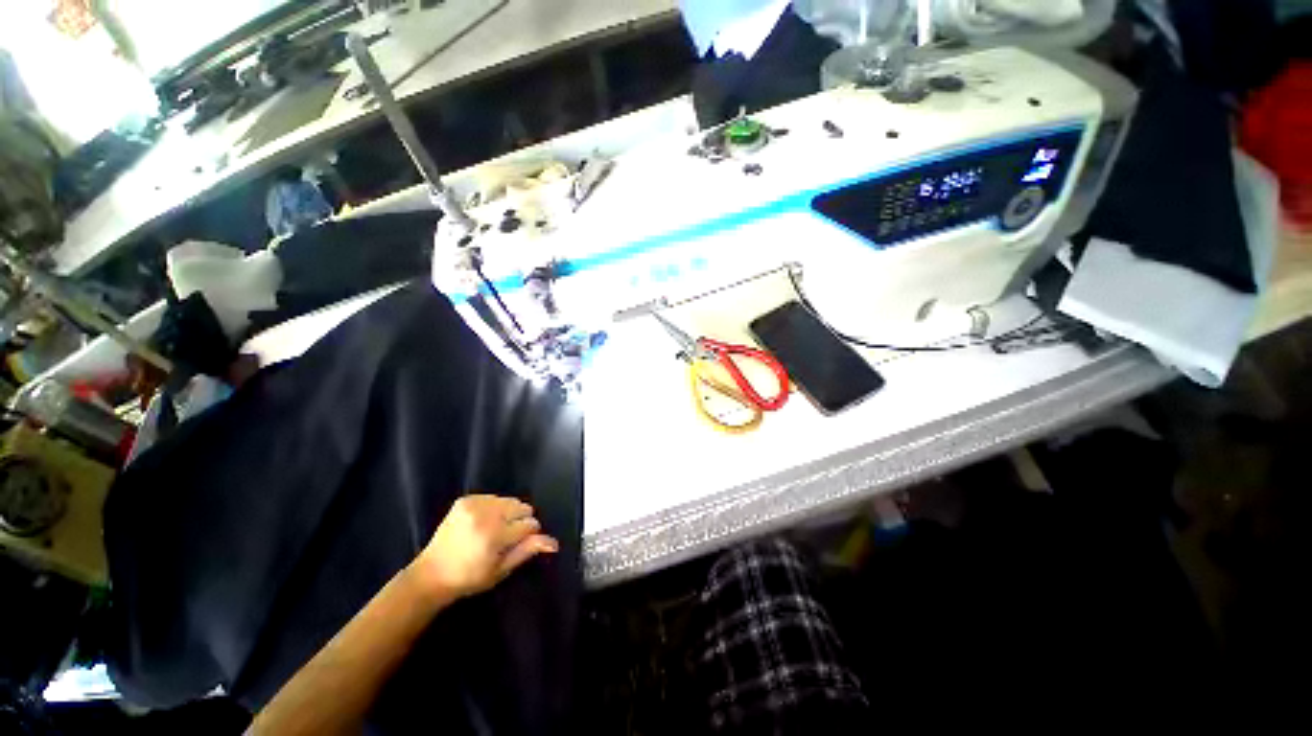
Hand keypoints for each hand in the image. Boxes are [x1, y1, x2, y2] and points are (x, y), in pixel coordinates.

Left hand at [413, 495, 558, 599]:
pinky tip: (482, 523)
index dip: (527, 535)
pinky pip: (494, 497)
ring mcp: (474, 505)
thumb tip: (554, 543)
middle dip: (519, 521)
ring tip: (493, 530)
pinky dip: (494, 508)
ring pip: (511, 500)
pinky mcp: (466, 499)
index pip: (530, 525)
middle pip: (523, 507)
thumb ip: (528, 551)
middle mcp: (486, 516)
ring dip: (508, 513)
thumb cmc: (470, 577)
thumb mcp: (502, 569)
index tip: (515, 545)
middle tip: (504, 538)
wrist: (431, 574)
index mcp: (495, 536)